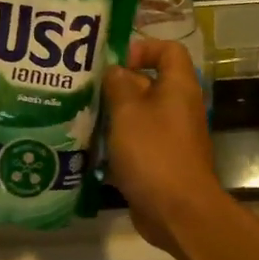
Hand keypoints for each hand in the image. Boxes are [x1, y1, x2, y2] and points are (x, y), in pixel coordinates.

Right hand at [104, 36, 225, 255]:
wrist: (177, 211)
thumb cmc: (153, 152)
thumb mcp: (128, 112)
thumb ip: (118, 85)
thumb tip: (115, 71)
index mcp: (178, 87)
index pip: (168, 50)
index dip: (143, 48)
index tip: (115, 62)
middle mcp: (177, 107)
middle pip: (148, 82)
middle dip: (116, 84)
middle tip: (83, 90)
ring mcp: (169, 136)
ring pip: (137, 115)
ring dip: (112, 116)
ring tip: (80, 117)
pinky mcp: (159, 161)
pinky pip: (136, 142)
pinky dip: (116, 143)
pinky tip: (89, 148)